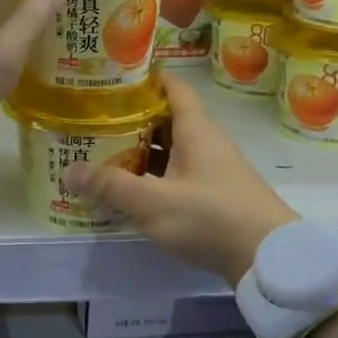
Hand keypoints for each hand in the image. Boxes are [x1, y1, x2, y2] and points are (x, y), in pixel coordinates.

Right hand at [64, 74, 299, 284]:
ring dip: (139, 150)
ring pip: (170, 150)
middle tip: (92, 118)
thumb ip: (110, 186)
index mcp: (196, 130)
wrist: (269, 261)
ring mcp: (211, 171)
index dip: (146, 78)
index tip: (112, 76)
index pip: (173, 88)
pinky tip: (128, 188)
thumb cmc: (212, 218)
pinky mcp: (213, 196)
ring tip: (100, 151)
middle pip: (166, 119)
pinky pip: (175, 175)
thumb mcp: (153, 202)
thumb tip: (68, 169)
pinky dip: (151, 176)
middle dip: (131, 118)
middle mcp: (206, 143)